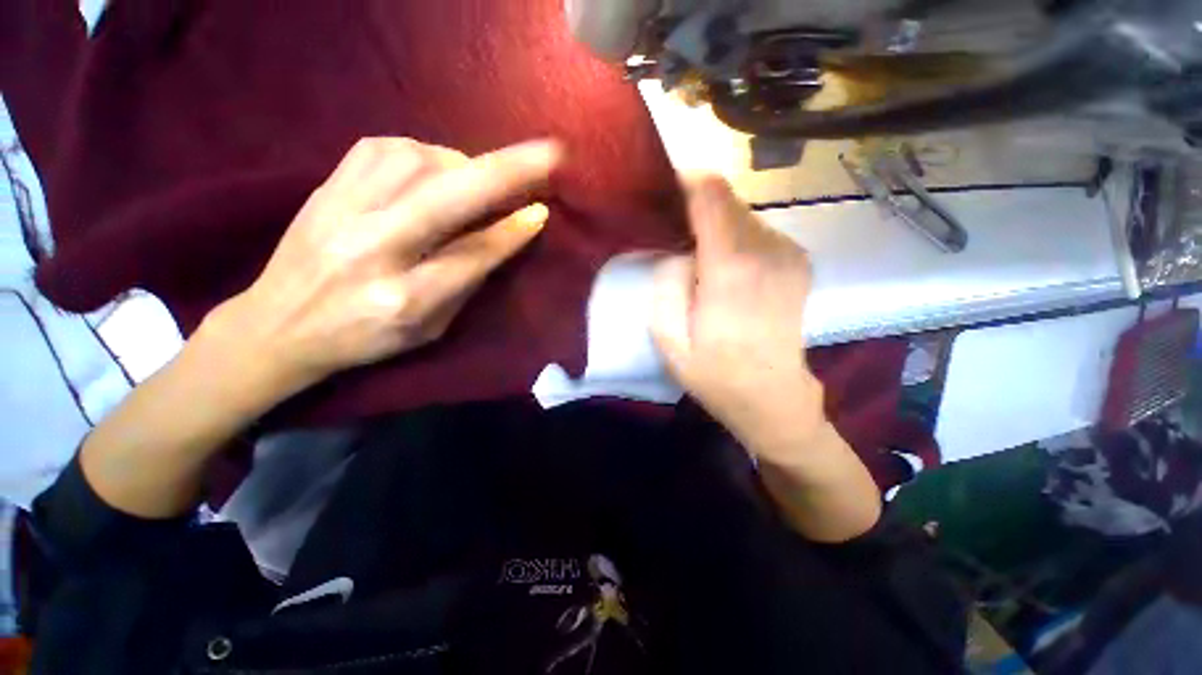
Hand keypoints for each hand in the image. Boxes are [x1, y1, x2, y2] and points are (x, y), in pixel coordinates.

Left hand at [205, 137, 560, 394]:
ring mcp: (342, 209)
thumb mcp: (431, 327)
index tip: (541, 211)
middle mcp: (371, 249)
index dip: (511, 232)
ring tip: (477, 181)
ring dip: (464, 165)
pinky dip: (426, 154)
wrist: (276, 324)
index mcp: (403, 299)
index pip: (472, 256)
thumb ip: (470, 280)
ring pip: (420, 162)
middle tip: (548, 155)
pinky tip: (435, 170)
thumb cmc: (367, 338)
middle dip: (506, 173)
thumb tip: (510, 233)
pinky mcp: (327, 184)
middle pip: (449, 198)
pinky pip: (388, 148)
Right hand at [651, 175, 824, 461]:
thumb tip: (680, 250)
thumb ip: (667, 283)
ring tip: (696, 252)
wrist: (773, 397)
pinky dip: (735, 236)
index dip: (686, 181)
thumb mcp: (669, 339)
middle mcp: (768, 250)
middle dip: (697, 205)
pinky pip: (757, 231)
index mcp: (732, 268)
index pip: (712, 196)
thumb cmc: (715, 374)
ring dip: (716, 224)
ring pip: (743, 214)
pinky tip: (723, 266)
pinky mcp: (797, 260)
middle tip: (673, 228)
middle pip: (728, 200)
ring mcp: (789, 254)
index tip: (664, 185)